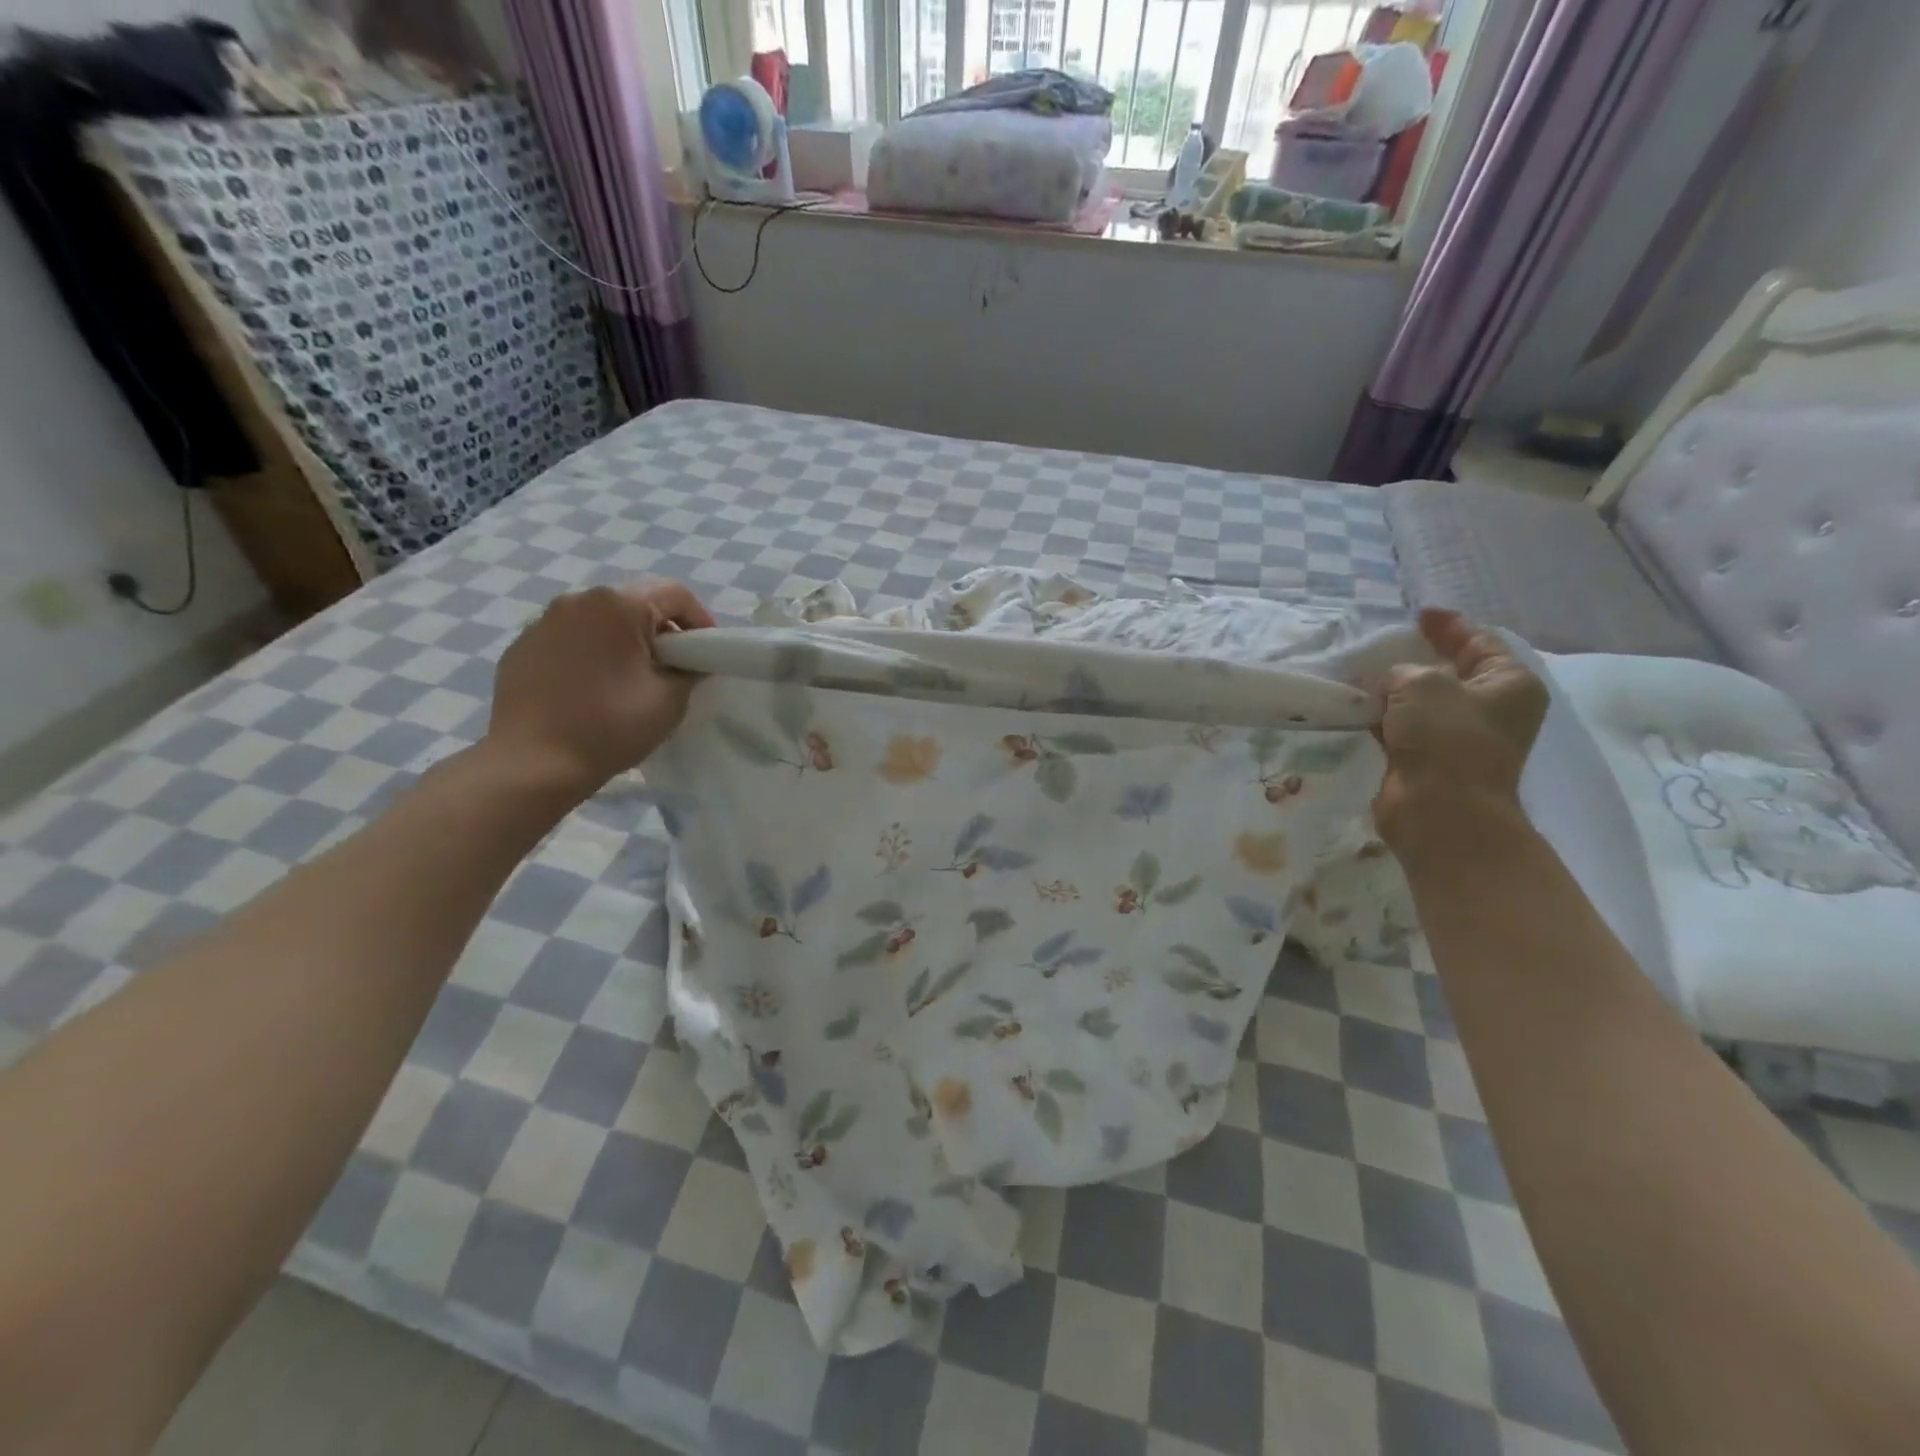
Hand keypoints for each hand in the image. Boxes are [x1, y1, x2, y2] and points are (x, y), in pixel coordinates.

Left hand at [483, 580, 714, 802]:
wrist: (532, 763)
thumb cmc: (610, 727)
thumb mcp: (671, 699)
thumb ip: (689, 669)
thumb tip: (686, 662)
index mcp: (618, 604)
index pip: (674, 594)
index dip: (700, 619)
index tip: (706, 653)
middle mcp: (577, 600)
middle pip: (634, 602)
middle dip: (660, 630)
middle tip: (673, 667)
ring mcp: (543, 622)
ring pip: (599, 620)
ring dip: (623, 640)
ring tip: (630, 679)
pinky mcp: (521, 647)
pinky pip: (569, 639)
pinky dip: (589, 654)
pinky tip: (592, 690)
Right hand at [1373, 608, 1548, 855]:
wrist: (1439, 811)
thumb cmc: (1445, 739)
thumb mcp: (1421, 685)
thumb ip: (1402, 671)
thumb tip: (1390, 684)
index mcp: (1509, 684)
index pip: (1479, 642)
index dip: (1448, 625)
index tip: (1418, 613)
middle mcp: (1491, 709)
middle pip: (1451, 672)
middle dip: (1416, 658)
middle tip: (1384, 643)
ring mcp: (1460, 737)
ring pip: (1422, 702)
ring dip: (1393, 690)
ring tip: (1360, 674)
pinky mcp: (1430, 759)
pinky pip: (1404, 728)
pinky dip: (1383, 717)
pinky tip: (1358, 707)